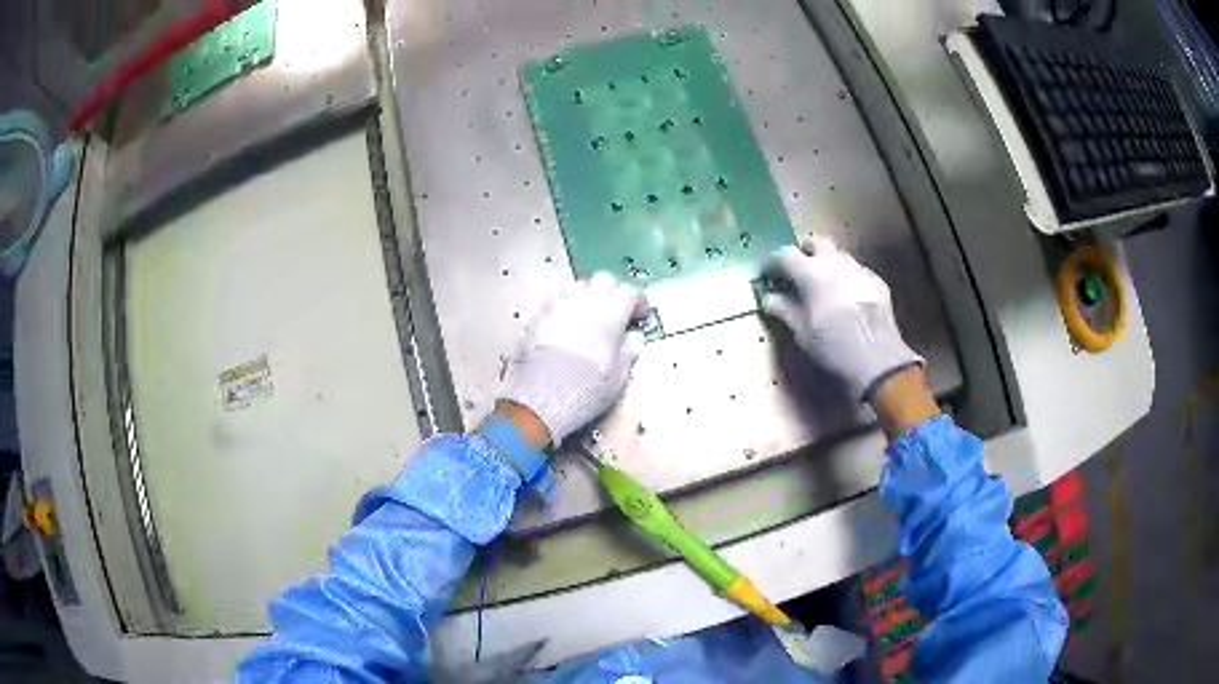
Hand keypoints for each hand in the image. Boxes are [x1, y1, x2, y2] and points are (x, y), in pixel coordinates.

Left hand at [501, 273, 646, 445]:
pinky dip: (566, 307)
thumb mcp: (620, 375)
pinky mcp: (537, 315)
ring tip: (590, 314)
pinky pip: (556, 301)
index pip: (630, 292)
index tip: (640, 314)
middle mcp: (585, 301)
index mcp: (611, 312)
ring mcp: (558, 305)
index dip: (638, 301)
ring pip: (578, 285)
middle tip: (616, 309)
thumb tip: (634, 336)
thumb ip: (630, 350)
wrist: (542, 395)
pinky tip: (566, 324)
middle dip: (613, 290)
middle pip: (603, 279)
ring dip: (588, 295)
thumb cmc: (588, 387)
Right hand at [762, 235, 922, 401]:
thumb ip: (784, 309)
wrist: (877, 358)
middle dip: (804, 251)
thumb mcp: (802, 332)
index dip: (774, 262)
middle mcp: (835, 262)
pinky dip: (846, 277)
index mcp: (811, 272)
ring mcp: (858, 269)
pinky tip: (847, 298)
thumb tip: (768, 298)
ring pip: (838, 254)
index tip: (768, 274)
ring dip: (827, 263)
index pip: (785, 254)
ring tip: (823, 284)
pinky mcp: (876, 281)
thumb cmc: (833, 346)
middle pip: (815, 241)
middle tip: (797, 269)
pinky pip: (856, 270)